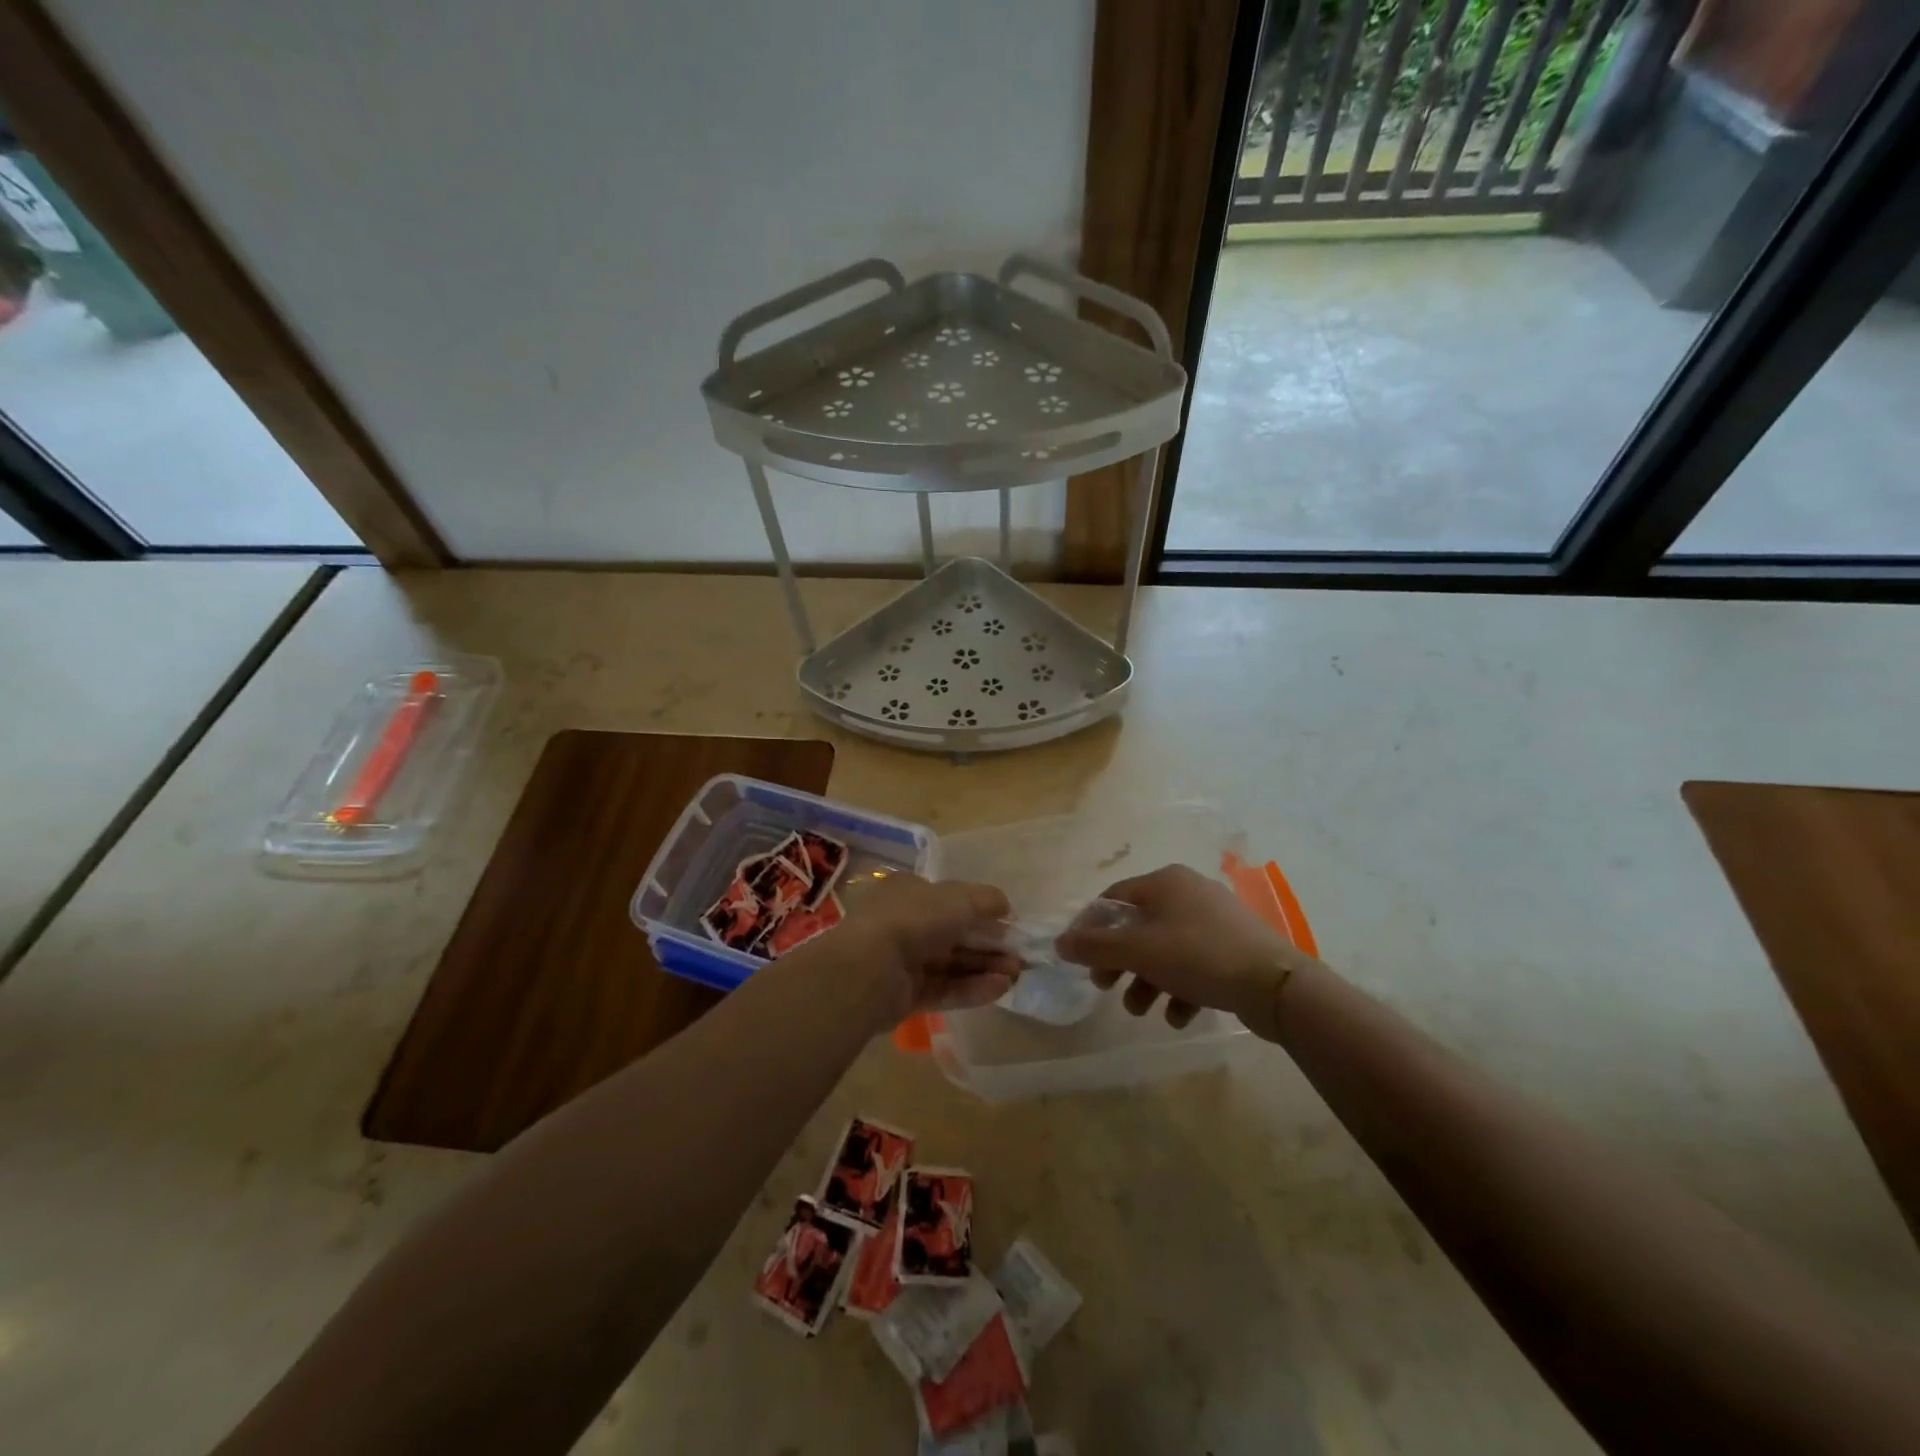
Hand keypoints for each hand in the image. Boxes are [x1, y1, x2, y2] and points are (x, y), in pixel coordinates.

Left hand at [833, 873, 1019, 1023]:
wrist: (870, 967)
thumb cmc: (914, 919)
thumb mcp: (958, 899)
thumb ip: (986, 900)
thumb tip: (1006, 906)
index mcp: (910, 892)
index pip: (952, 900)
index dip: (982, 912)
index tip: (1011, 925)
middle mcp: (906, 924)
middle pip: (956, 935)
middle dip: (990, 945)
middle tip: (1021, 957)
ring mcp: (904, 961)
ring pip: (952, 964)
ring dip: (985, 968)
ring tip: (1016, 975)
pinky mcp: (906, 995)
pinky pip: (945, 989)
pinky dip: (972, 988)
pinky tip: (1000, 989)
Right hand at [1056, 864, 1312, 1030]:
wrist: (1275, 985)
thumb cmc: (1198, 956)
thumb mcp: (1138, 951)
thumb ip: (1095, 947)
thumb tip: (1061, 942)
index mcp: (1165, 882)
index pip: (1113, 898)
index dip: (1090, 927)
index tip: (1078, 958)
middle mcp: (1188, 893)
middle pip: (1138, 926)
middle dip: (1119, 961)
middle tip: (1105, 987)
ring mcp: (1214, 921)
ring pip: (1165, 950)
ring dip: (1147, 981)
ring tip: (1142, 1011)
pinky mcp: (1233, 949)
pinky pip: (1194, 965)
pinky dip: (1180, 989)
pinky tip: (1179, 1017)